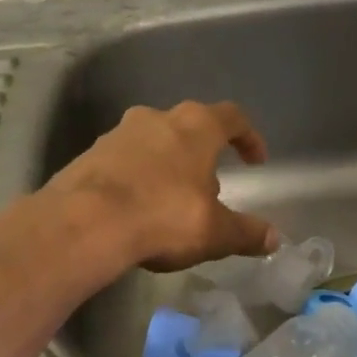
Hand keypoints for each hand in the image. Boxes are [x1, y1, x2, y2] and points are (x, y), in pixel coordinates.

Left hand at [40, 101, 276, 275]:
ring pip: (153, 143)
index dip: (248, 137)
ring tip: (170, 204)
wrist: (84, 223)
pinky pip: (123, 162)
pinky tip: (135, 211)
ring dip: (167, 166)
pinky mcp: (88, 154)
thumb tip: (273, 239)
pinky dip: (136, 179)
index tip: (255, 161)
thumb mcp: (214, 232)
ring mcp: (118, 133)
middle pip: (189, 128)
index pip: (232, 117)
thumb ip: (246, 233)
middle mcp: (156, 118)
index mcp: (195, 126)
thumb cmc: (163, 216)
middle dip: (202, 156)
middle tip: (209, 191)